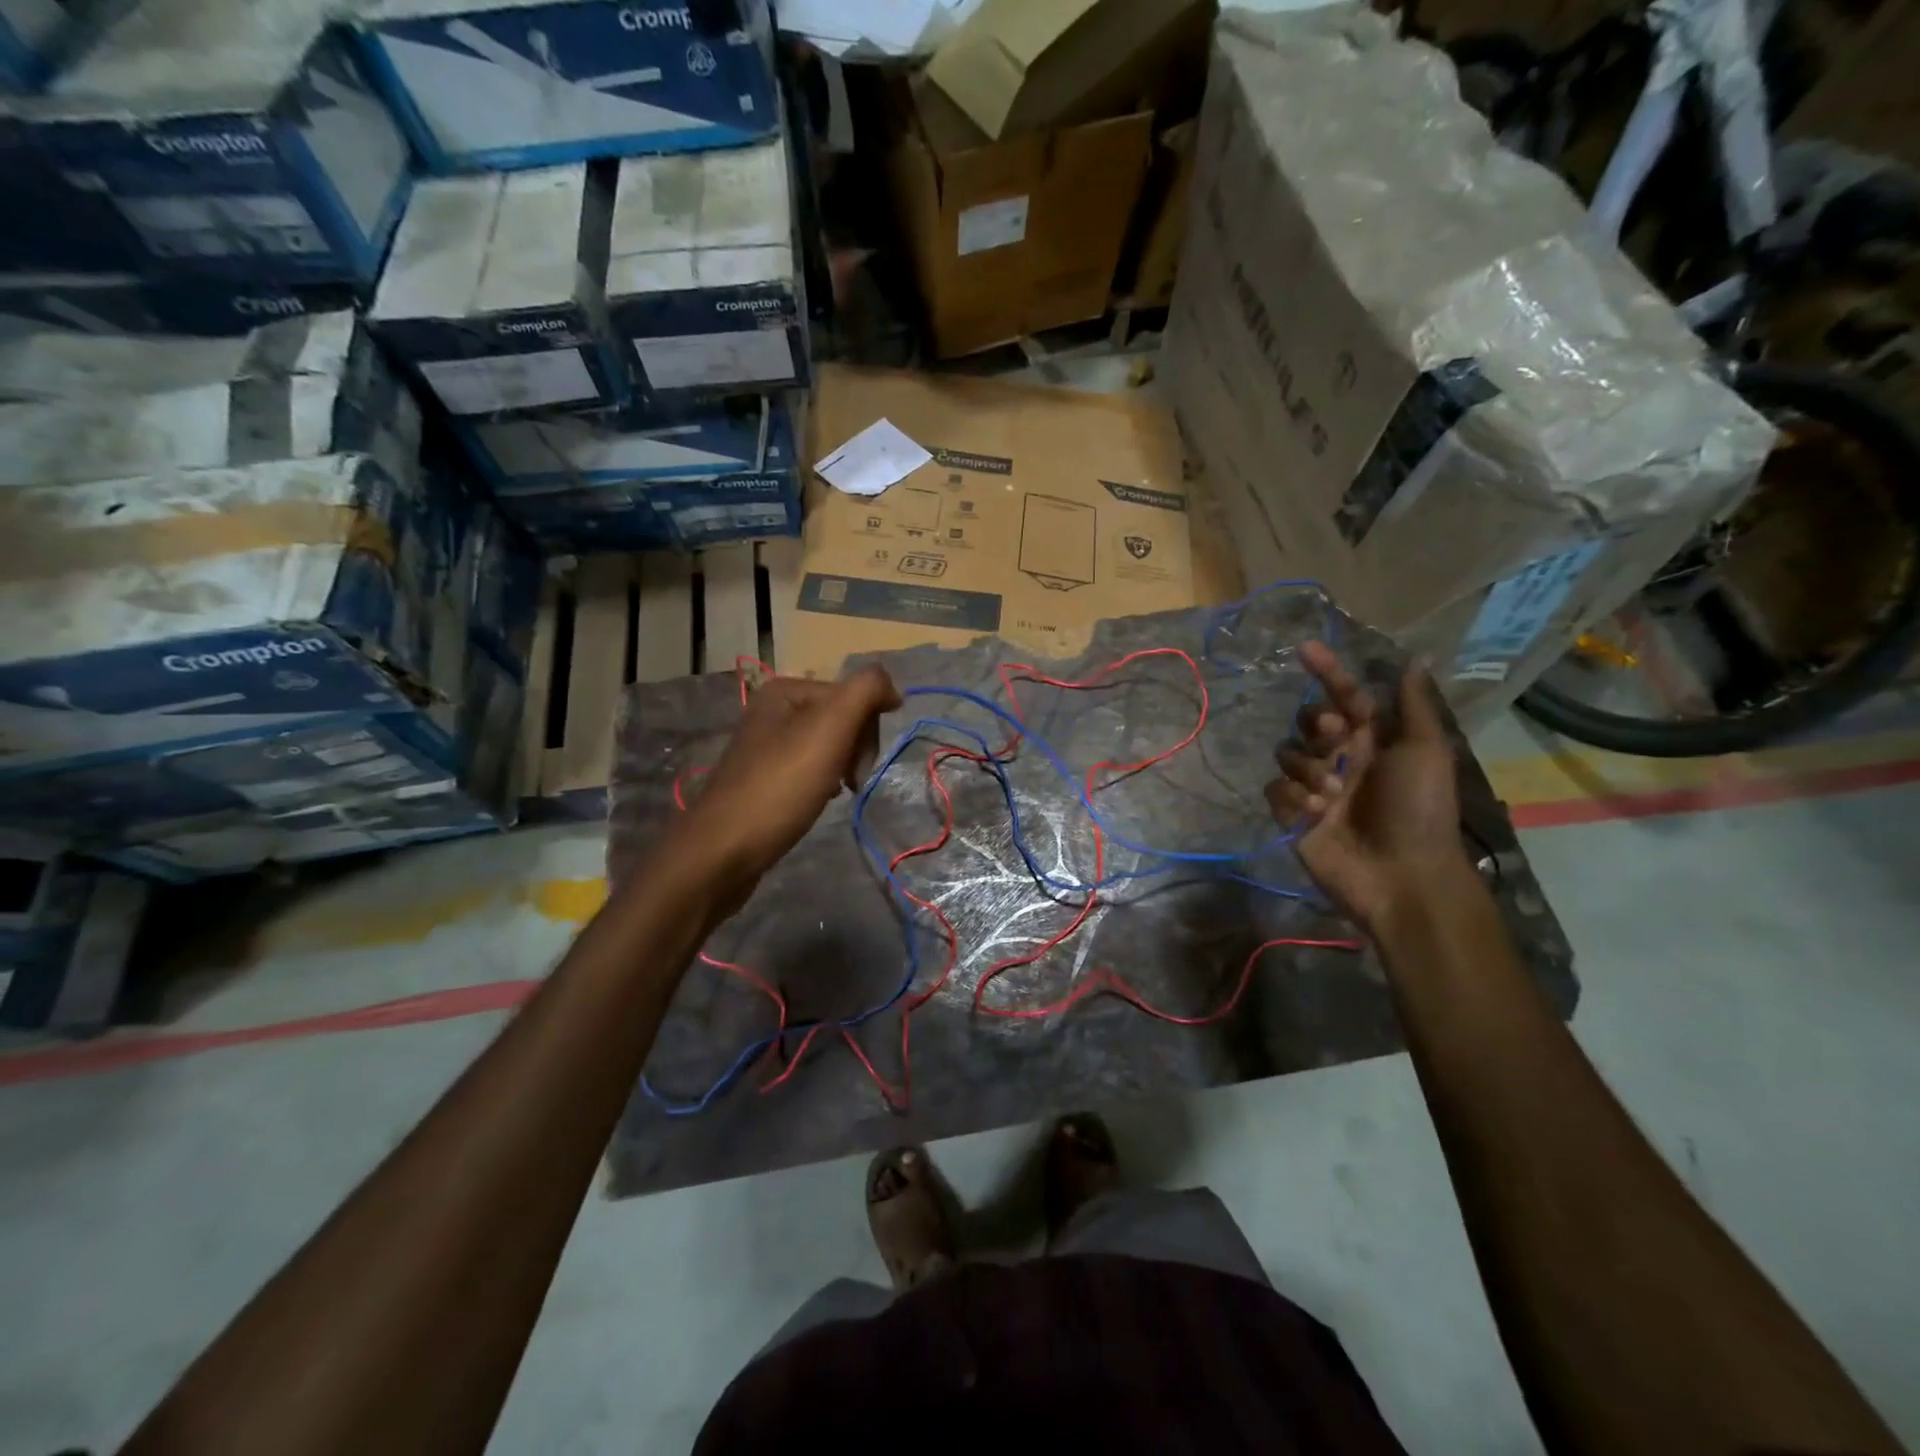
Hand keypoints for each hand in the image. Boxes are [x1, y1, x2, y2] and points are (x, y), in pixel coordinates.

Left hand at [680, 664, 902, 884]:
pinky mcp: (764, 778)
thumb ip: (865, 692)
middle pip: (841, 719)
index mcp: (785, 690)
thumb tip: (892, 688)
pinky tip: (819, 799)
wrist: (723, 851)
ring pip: (829, 746)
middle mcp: (773, 711)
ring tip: (836, 793)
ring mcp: (766, 746)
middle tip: (850, 782)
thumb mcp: (829, 728)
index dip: (867, 730)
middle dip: (856, 749)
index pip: (854, 695)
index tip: (859, 766)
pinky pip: (810, 768)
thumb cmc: (780, 787)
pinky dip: (824, 782)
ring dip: (843, 767)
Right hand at [1266, 642, 1464, 932]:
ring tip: (1331, 796)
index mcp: (1373, 740)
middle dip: (1318, 726)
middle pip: (1308, 721)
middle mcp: (1342, 758)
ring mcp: (1315, 786)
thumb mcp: (1425, 751)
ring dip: (1309, 769)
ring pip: (1288, 754)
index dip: (1327, 671)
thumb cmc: (1419, 810)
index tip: (1304, 648)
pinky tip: (1314, 814)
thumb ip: (1412, 706)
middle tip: (1337, 741)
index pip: (1344, 695)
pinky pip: (1275, 789)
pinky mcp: (1292, 814)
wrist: (1401, 875)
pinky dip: (1292, 798)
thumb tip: (1413, 660)